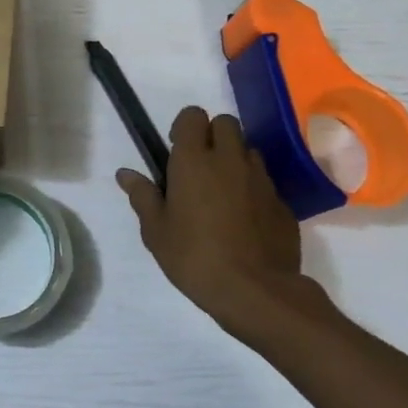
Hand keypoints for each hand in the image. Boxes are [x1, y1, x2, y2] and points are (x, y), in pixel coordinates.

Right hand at [117, 106, 335, 342]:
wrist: (256, 292)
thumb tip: (125, 174)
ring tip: (223, 193)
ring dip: (235, 161)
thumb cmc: (194, 257)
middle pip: (226, 123)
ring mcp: (261, 180)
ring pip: (248, 151)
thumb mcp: (156, 232)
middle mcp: (230, 160)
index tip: (176, 151)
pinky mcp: (282, 203)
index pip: (193, 115)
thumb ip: (143, 197)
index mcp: (194, 161)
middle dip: (213, 135)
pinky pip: (265, 183)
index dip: (184, 127)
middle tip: (200, 168)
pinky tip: (244, 220)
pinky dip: (253, 190)